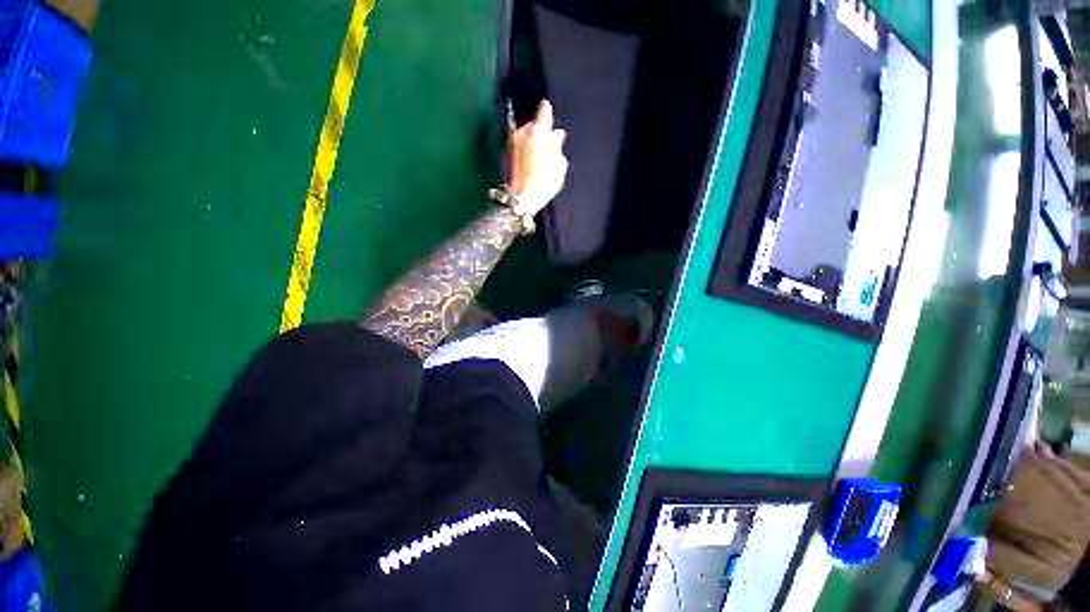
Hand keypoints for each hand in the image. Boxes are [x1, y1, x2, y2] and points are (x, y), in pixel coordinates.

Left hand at [507, 100, 568, 215]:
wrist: (521, 198)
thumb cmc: (544, 183)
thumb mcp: (559, 166)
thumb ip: (558, 147)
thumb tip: (557, 135)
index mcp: (539, 132)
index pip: (544, 111)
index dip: (547, 110)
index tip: (547, 108)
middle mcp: (522, 133)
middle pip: (532, 124)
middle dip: (539, 130)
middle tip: (545, 143)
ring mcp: (511, 143)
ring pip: (522, 135)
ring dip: (529, 140)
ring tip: (536, 155)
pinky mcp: (504, 154)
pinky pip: (516, 146)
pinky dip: (522, 149)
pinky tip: (527, 161)